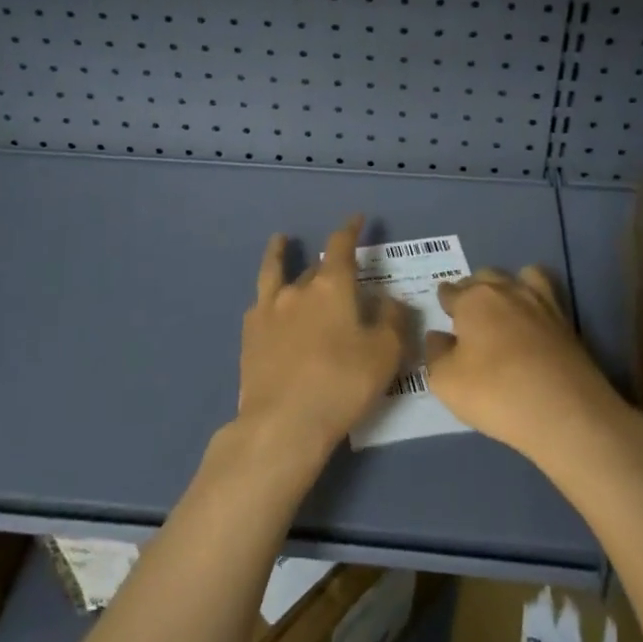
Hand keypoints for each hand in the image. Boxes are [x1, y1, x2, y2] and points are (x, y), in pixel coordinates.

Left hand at [234, 216, 408, 470]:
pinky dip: (267, 297)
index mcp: (332, 287)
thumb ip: (392, 321)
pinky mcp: (250, 335)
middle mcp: (298, 289)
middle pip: (315, 266)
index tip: (357, 218)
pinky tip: (267, 302)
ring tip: (280, 241)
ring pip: (276, 273)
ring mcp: (268, 310)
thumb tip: (390, 300)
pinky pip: (260, 304)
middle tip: (339, 266)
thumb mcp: (385, 354)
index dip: (350, 229)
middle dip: (328, 262)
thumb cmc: (342, 384)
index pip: (341, 245)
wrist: (283, 423)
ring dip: (280, 255)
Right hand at [424, 267, 625, 464]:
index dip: (445, 301)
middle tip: (470, 315)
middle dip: (473, 290)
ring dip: (508, 286)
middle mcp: (506, 290)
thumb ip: (436, 354)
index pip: (450, 291)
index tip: (444, 311)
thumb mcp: (446, 382)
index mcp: (473, 300)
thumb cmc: (495, 392)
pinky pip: (546, 294)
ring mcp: (540, 302)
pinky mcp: (566, 320)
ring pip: (520, 275)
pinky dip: (536, 298)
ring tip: (504, 308)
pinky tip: (533, 319)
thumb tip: (438, 336)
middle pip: (484, 277)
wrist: (564, 411)